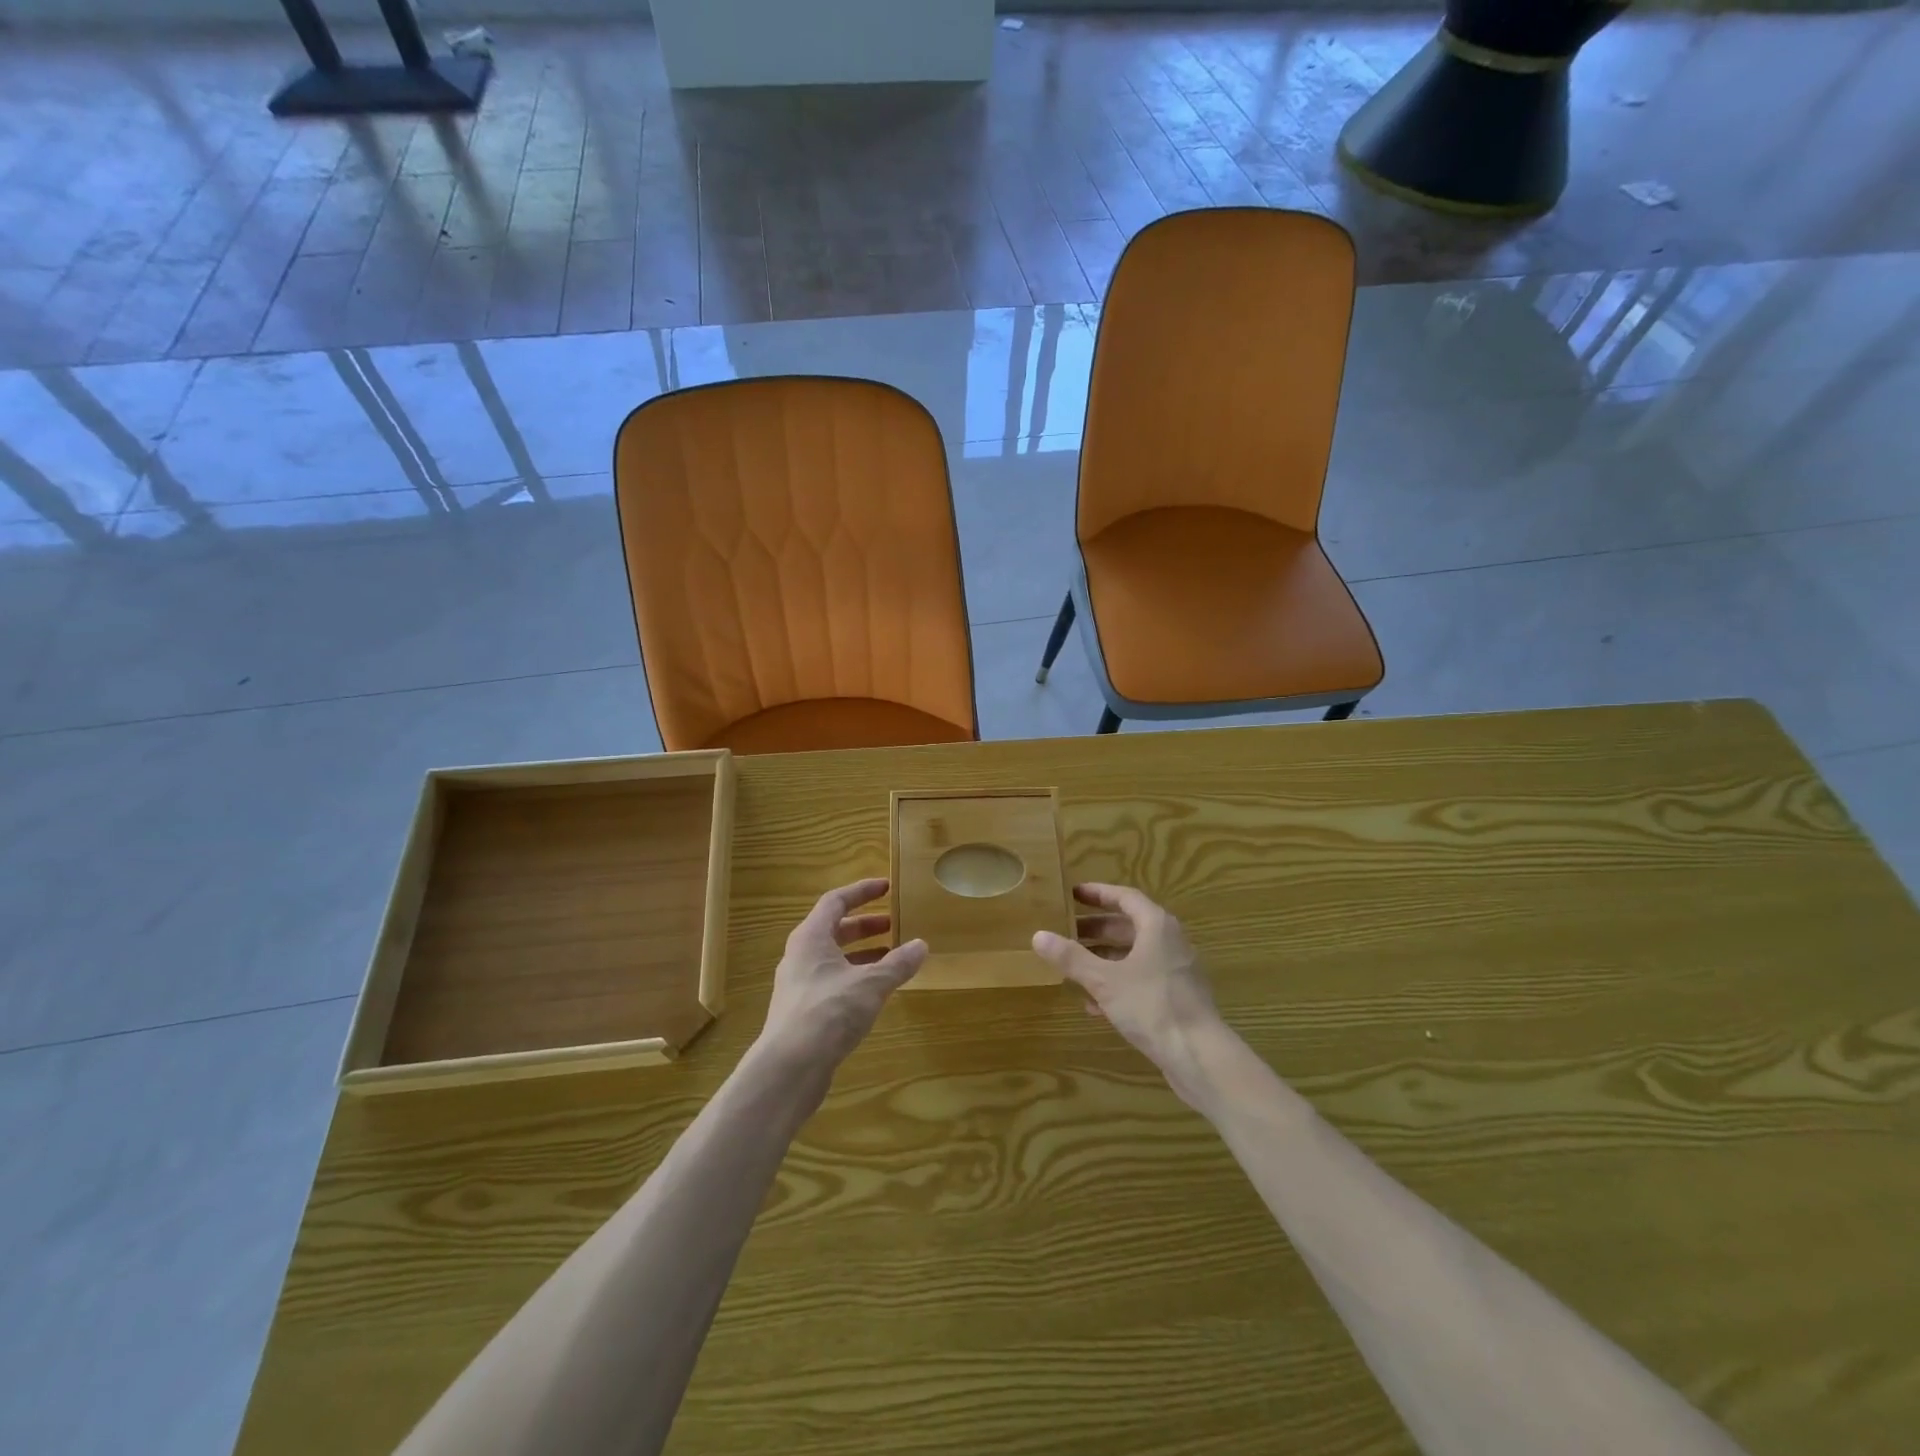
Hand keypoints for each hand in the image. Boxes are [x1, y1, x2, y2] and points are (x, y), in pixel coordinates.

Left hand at [758, 879, 926, 1072]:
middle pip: (834, 929)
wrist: (789, 1068)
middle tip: (894, 924)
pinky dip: (855, 978)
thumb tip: (921, 945)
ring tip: (892, 957)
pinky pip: (832, 982)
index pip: (836, 901)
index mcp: (810, 937)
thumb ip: (897, 963)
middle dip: (865, 925)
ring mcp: (799, 985)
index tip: (887, 887)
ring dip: (862, 954)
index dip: (862, 891)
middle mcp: (801, 956)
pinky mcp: (803, 1012)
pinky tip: (876, 992)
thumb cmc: (829, 1012)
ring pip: (834, 958)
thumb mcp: (871, 984)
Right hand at [1033, 884, 1225, 1105]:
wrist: (1200, 1056)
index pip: (1125, 897)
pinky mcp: (1176, 998)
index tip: (1073, 894)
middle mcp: (1170, 942)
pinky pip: (1141, 980)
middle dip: (1096, 930)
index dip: (1098, 893)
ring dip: (1104, 958)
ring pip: (1134, 955)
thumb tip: (1038, 935)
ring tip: (1073, 966)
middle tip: (1066, 931)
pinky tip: (1094, 1005)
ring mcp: (1175, 971)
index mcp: (1157, 926)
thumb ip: (1071, 958)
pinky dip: (1118, 984)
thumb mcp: (1104, 980)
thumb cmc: (1152, 1006)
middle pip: (1128, 926)